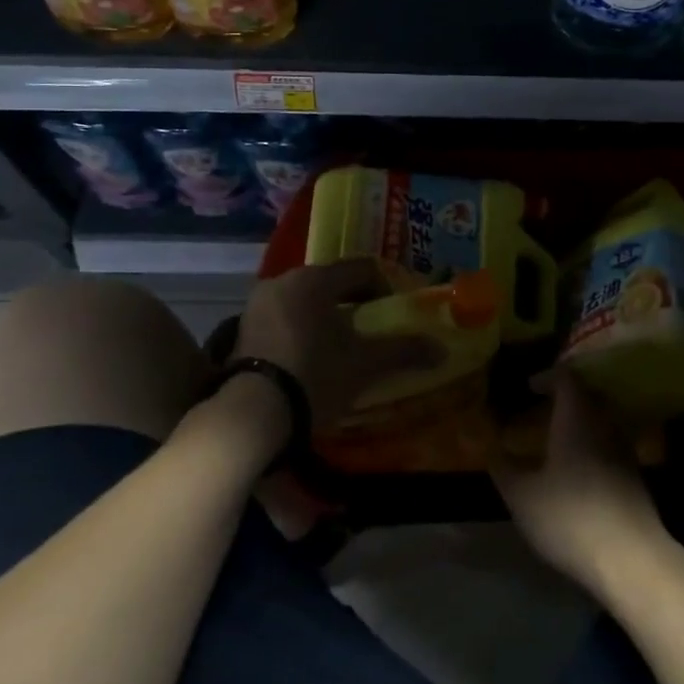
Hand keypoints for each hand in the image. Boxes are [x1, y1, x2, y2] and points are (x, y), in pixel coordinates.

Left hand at [233, 259, 441, 429]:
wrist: (253, 414)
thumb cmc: (315, 376)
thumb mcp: (365, 364)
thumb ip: (403, 350)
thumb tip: (440, 349)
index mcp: (314, 279)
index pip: (361, 268)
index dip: (385, 286)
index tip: (396, 312)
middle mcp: (284, 280)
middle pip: (331, 282)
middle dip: (355, 302)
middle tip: (373, 328)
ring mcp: (259, 303)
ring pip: (306, 299)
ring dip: (327, 315)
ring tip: (344, 345)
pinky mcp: (243, 327)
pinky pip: (284, 316)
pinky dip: (303, 327)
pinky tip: (312, 356)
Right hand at [491, 369, 673, 600]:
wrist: (631, 559)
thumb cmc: (570, 516)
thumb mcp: (523, 495)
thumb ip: (503, 467)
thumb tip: (489, 447)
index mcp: (577, 417)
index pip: (567, 378)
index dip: (547, 377)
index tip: (528, 386)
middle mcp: (605, 424)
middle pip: (588, 396)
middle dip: (564, 397)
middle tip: (540, 408)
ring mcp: (625, 450)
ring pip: (601, 421)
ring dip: (579, 422)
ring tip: (555, 438)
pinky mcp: (635, 477)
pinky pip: (609, 444)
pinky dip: (591, 445)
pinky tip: (576, 469)